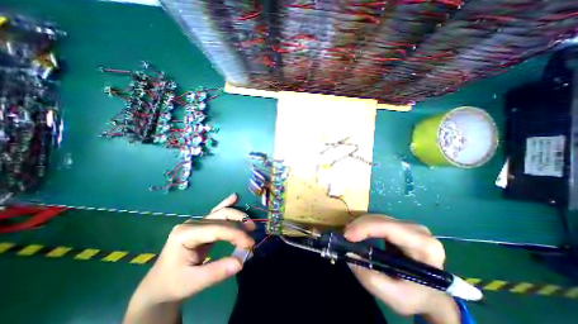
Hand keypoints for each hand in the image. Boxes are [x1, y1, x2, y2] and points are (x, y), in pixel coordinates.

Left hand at [124, 194, 253, 323]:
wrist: (159, 285)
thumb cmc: (173, 283)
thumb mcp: (194, 282)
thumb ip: (218, 271)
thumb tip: (241, 261)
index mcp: (186, 234)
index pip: (217, 229)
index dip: (236, 234)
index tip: (250, 244)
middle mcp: (192, 223)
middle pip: (221, 216)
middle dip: (239, 224)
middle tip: (252, 234)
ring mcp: (197, 222)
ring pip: (222, 213)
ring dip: (238, 217)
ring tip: (251, 225)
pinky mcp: (202, 225)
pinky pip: (216, 212)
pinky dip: (226, 204)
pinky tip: (234, 197)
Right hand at [342, 214, 460, 322]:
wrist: (432, 294)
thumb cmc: (416, 297)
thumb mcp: (394, 297)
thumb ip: (370, 277)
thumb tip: (349, 254)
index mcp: (423, 245)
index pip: (389, 228)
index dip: (365, 228)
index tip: (347, 236)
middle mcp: (418, 230)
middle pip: (381, 219)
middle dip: (359, 226)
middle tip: (344, 237)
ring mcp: (409, 225)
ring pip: (378, 217)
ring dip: (360, 225)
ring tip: (349, 236)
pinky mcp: (401, 225)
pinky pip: (378, 220)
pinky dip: (365, 226)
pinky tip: (358, 234)